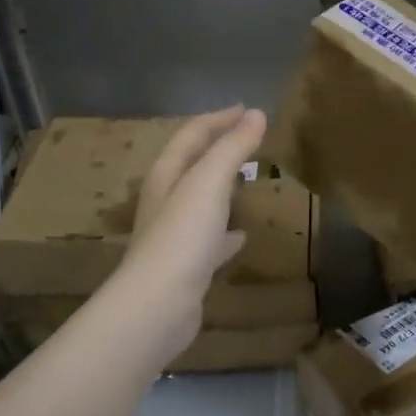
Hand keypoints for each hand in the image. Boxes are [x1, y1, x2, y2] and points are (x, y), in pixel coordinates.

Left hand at [112, 106, 266, 363]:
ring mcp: (174, 236)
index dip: (219, 119)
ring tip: (247, 182)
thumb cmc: (182, 236)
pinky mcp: (186, 266)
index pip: (192, 135)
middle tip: (249, 141)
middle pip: (192, 165)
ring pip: (200, 202)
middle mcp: (166, 201)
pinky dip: (226, 232)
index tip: (248, 110)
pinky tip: (241, 237)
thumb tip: (257, 114)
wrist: (158, 305)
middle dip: (218, 149)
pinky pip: (209, 240)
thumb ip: (232, 148)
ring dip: (222, 188)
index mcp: (166, 175)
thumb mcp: (209, 183)